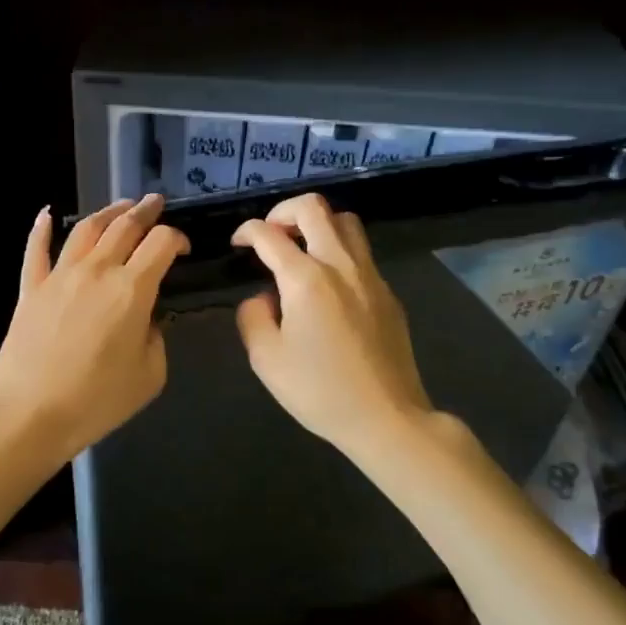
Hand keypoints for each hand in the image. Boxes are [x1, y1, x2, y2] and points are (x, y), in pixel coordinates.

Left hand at [0, 194, 188, 464]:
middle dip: (145, 211)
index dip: (178, 238)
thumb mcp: (149, 375)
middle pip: (124, 226)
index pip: (162, 243)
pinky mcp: (30, 288)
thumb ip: (155, 338)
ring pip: (85, 229)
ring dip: (107, 212)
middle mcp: (96, 270)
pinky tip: (47, 215)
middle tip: (156, 203)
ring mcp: (59, 275)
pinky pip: (36, 250)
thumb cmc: (96, 400)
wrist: (28, 414)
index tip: (183, 249)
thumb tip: (145, 319)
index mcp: (132, 289)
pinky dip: (42, 229)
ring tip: (120, 207)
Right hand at [231, 193, 433, 457]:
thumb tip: (263, 297)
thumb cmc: (319, 391)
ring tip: (301, 248)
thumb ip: (253, 317)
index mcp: (305, 279)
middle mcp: (340, 265)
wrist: (386, 416)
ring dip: (317, 224)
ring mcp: (370, 275)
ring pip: (345, 221)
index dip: (247, 232)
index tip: (238, 244)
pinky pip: (361, 252)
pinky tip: (328, 283)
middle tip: (270, 234)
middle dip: (283, 211)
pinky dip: (338, 249)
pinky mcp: (387, 292)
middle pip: (314, 208)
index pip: (269, 234)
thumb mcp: (266, 360)